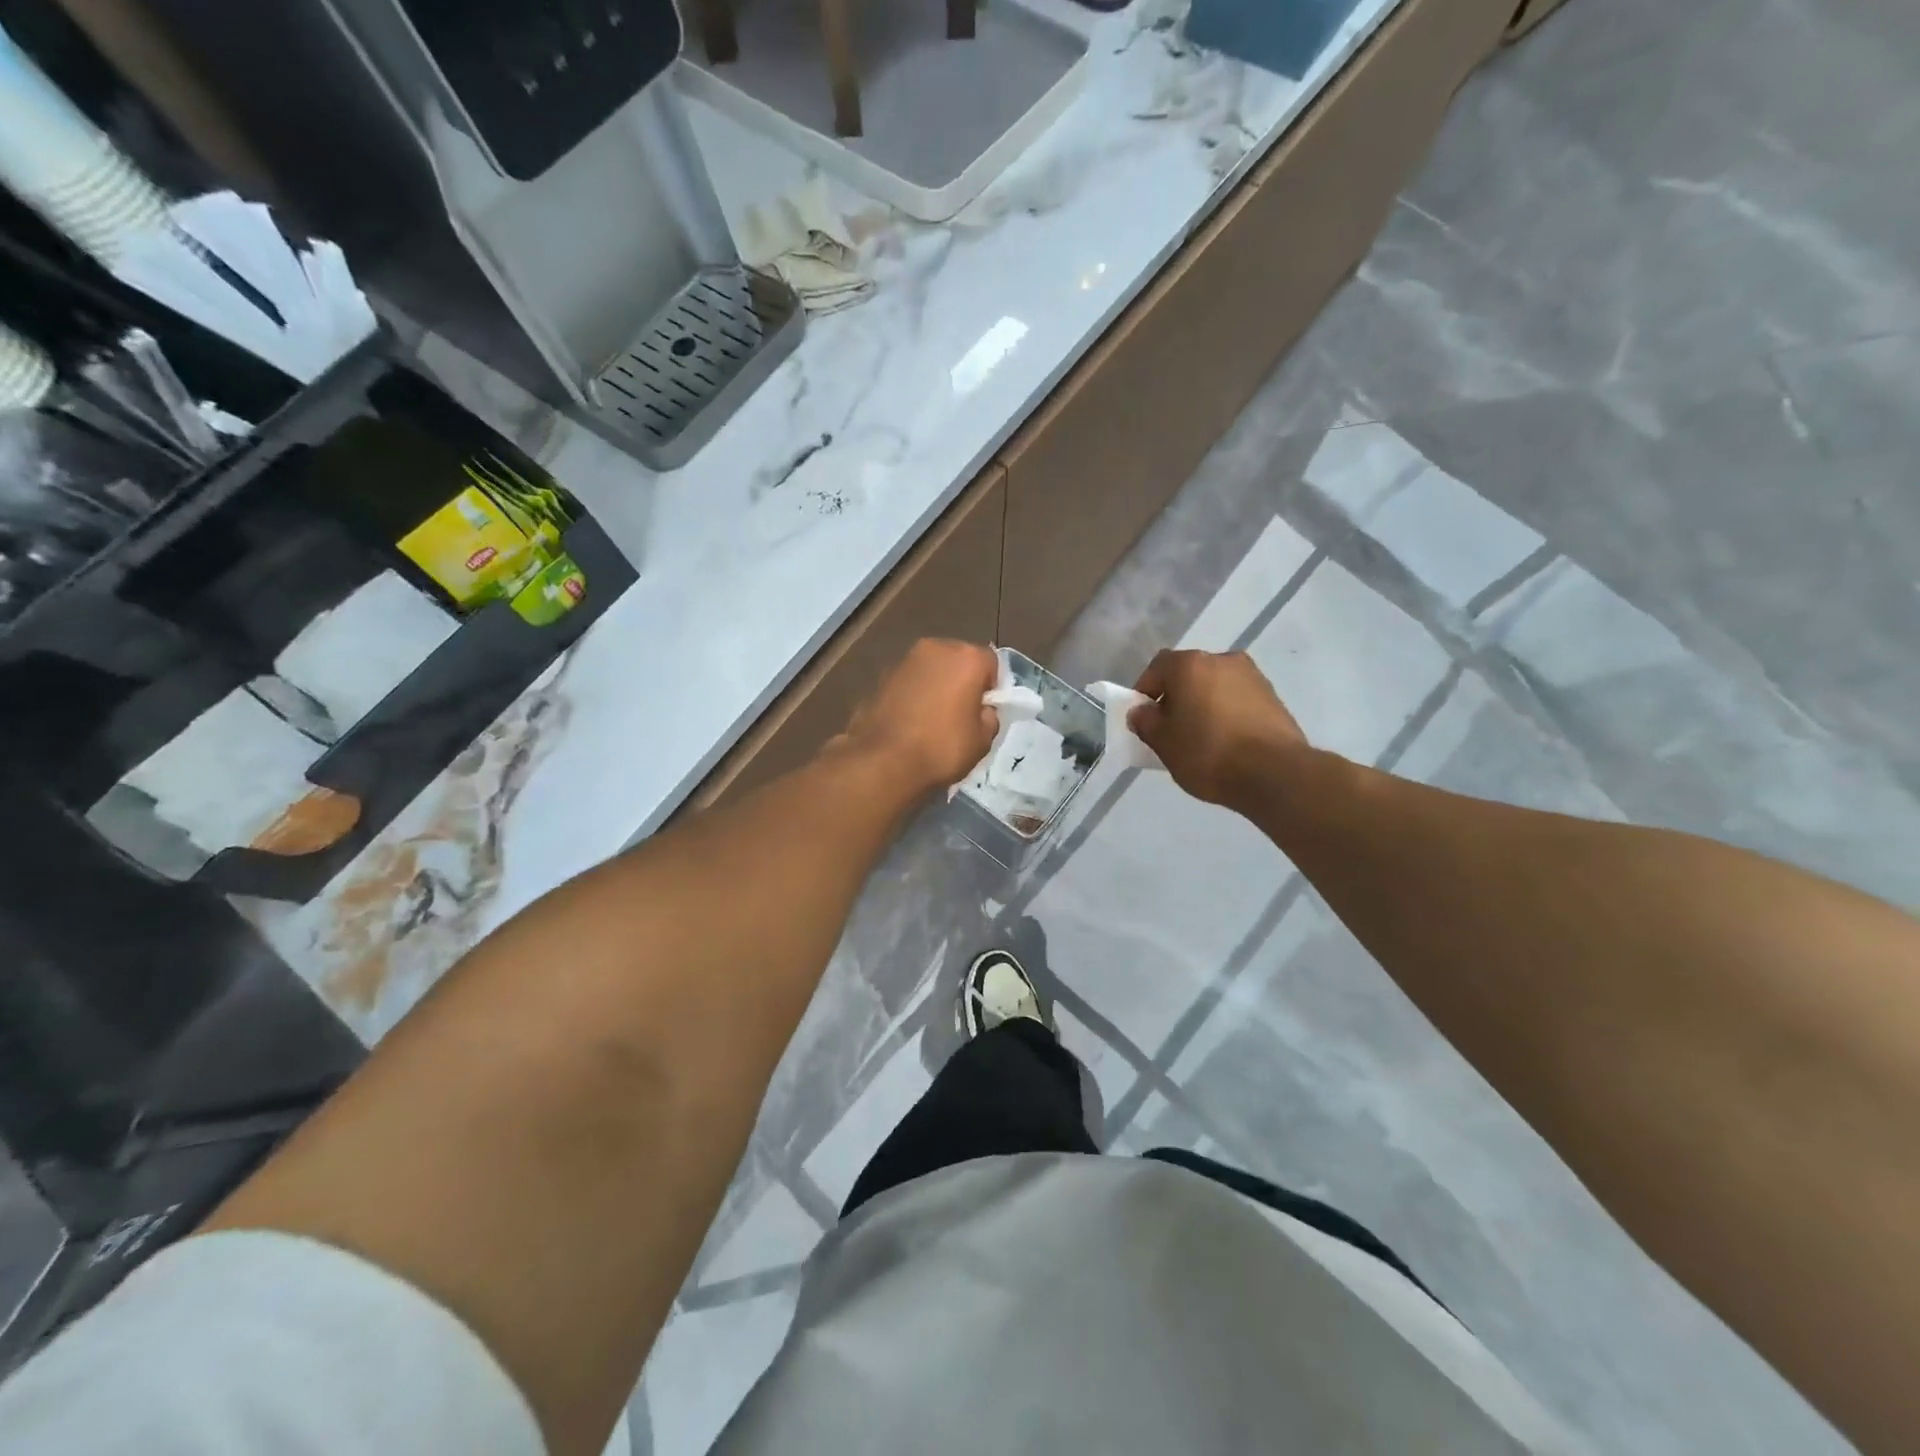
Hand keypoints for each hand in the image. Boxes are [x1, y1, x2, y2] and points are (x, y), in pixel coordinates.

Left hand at [836, 639, 1000, 795]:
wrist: (882, 761)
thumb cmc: (941, 748)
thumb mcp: (983, 740)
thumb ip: (988, 716)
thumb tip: (980, 710)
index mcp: (966, 657)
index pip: (991, 663)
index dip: (991, 688)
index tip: (984, 711)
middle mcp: (935, 648)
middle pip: (958, 660)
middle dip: (961, 681)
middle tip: (960, 714)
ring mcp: (903, 660)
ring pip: (930, 669)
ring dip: (935, 686)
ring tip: (932, 720)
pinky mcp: (880, 677)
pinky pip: (908, 682)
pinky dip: (912, 695)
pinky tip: (909, 722)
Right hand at [1129, 649, 1306, 805]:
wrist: (1274, 773)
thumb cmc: (1207, 753)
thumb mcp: (1162, 743)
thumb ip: (1145, 722)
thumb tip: (1142, 712)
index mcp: (1190, 664)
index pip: (1157, 668)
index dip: (1145, 691)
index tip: (1144, 718)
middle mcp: (1222, 660)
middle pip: (1188, 674)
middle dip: (1177, 697)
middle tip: (1171, 728)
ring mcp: (1252, 676)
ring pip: (1215, 686)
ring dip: (1204, 704)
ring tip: (1201, 738)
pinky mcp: (1274, 697)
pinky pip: (1238, 700)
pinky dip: (1227, 713)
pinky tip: (1227, 742)